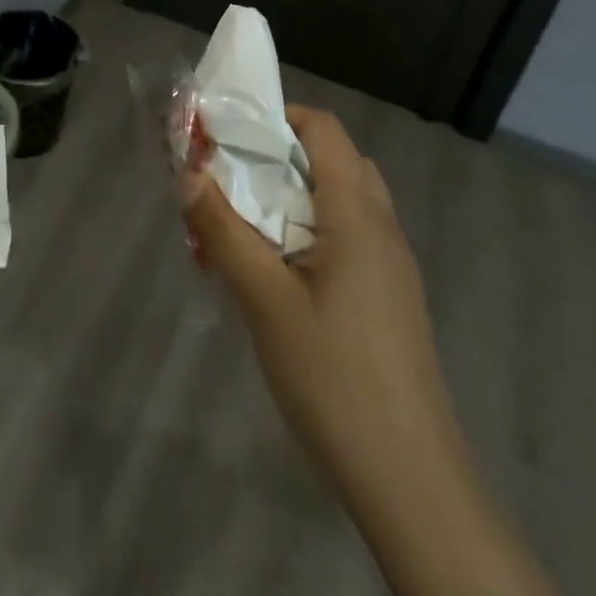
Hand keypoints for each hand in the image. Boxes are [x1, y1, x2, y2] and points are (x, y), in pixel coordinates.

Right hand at [184, 105, 564, 595]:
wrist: (410, 479)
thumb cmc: (333, 377)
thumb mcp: (263, 300)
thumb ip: (223, 229)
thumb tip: (186, 172)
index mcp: (358, 216)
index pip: (324, 130)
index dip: (277, 116)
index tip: (229, 132)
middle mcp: (382, 228)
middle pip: (335, 159)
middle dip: (280, 154)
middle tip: (232, 175)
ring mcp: (392, 266)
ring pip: (342, 199)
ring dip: (294, 193)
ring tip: (247, 221)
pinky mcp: (390, 298)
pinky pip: (349, 236)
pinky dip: (310, 228)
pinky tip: (277, 270)